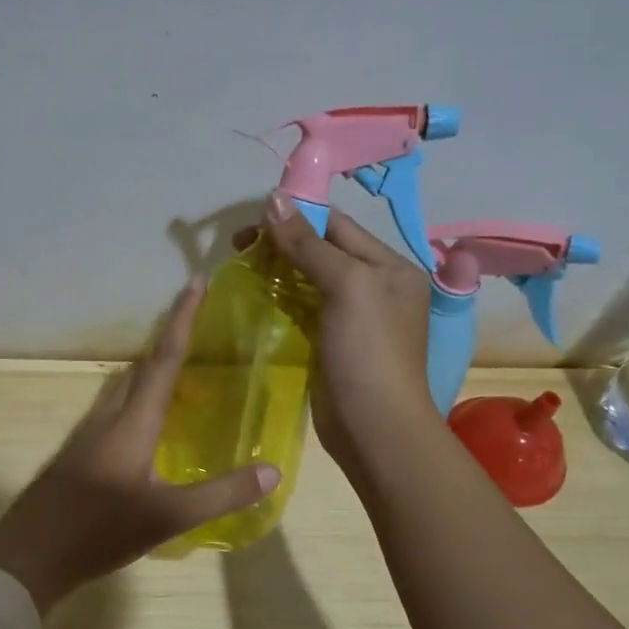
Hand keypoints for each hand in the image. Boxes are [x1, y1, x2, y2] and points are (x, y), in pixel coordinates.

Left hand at [0, 280, 280, 612]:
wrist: (29, 555)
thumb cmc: (99, 531)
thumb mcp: (168, 516)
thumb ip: (221, 494)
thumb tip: (271, 471)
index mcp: (132, 422)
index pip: (163, 359)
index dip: (182, 319)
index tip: (196, 282)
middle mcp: (108, 417)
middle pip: (141, 367)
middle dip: (169, 342)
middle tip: (201, 330)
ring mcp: (87, 435)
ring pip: (124, 389)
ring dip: (151, 372)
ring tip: (182, 375)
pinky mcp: (78, 454)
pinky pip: (114, 411)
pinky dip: (138, 401)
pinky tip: (148, 427)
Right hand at [235, 195, 441, 478]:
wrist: (374, 428)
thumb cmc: (368, 352)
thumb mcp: (347, 287)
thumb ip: (310, 244)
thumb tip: (273, 200)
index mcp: (389, 266)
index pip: (337, 225)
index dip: (296, 216)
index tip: (252, 219)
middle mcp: (374, 286)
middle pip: (322, 250)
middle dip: (282, 243)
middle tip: (239, 246)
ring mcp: (352, 317)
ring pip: (309, 280)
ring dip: (277, 270)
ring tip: (241, 266)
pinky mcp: (330, 343)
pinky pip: (302, 309)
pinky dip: (280, 299)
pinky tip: (255, 296)